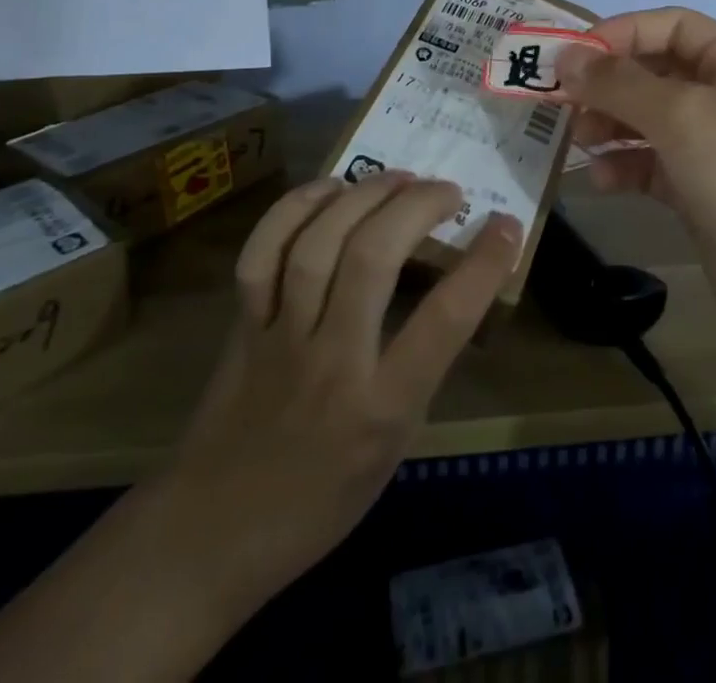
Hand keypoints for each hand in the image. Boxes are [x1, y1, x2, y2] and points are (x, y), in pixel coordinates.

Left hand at [168, 170, 522, 606]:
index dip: (483, 264)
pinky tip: (329, 189)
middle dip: (417, 206)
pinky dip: (296, 209)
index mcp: (380, 408)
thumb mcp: (393, 449)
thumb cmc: (319, 500)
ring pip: (318, 244)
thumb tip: (451, 294)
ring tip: (398, 178)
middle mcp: (331, 362)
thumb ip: (420, 370)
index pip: (443, 322)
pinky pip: (262, 251)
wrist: (209, 538)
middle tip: (447, 190)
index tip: (506, 225)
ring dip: (364, 196)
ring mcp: (279, 338)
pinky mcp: (241, 324)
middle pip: (372, 258)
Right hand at [556, 7, 715, 370]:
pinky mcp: (705, 195)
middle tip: (561, 103)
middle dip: (608, 84)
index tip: (568, 57)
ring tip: (577, 141)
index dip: (618, 34)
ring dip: (611, 126)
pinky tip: (601, 180)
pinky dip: (626, 167)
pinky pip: (655, 166)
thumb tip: (566, 56)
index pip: (669, 26)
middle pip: (655, 73)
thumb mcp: (684, 116)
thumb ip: (620, 83)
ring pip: (650, 122)